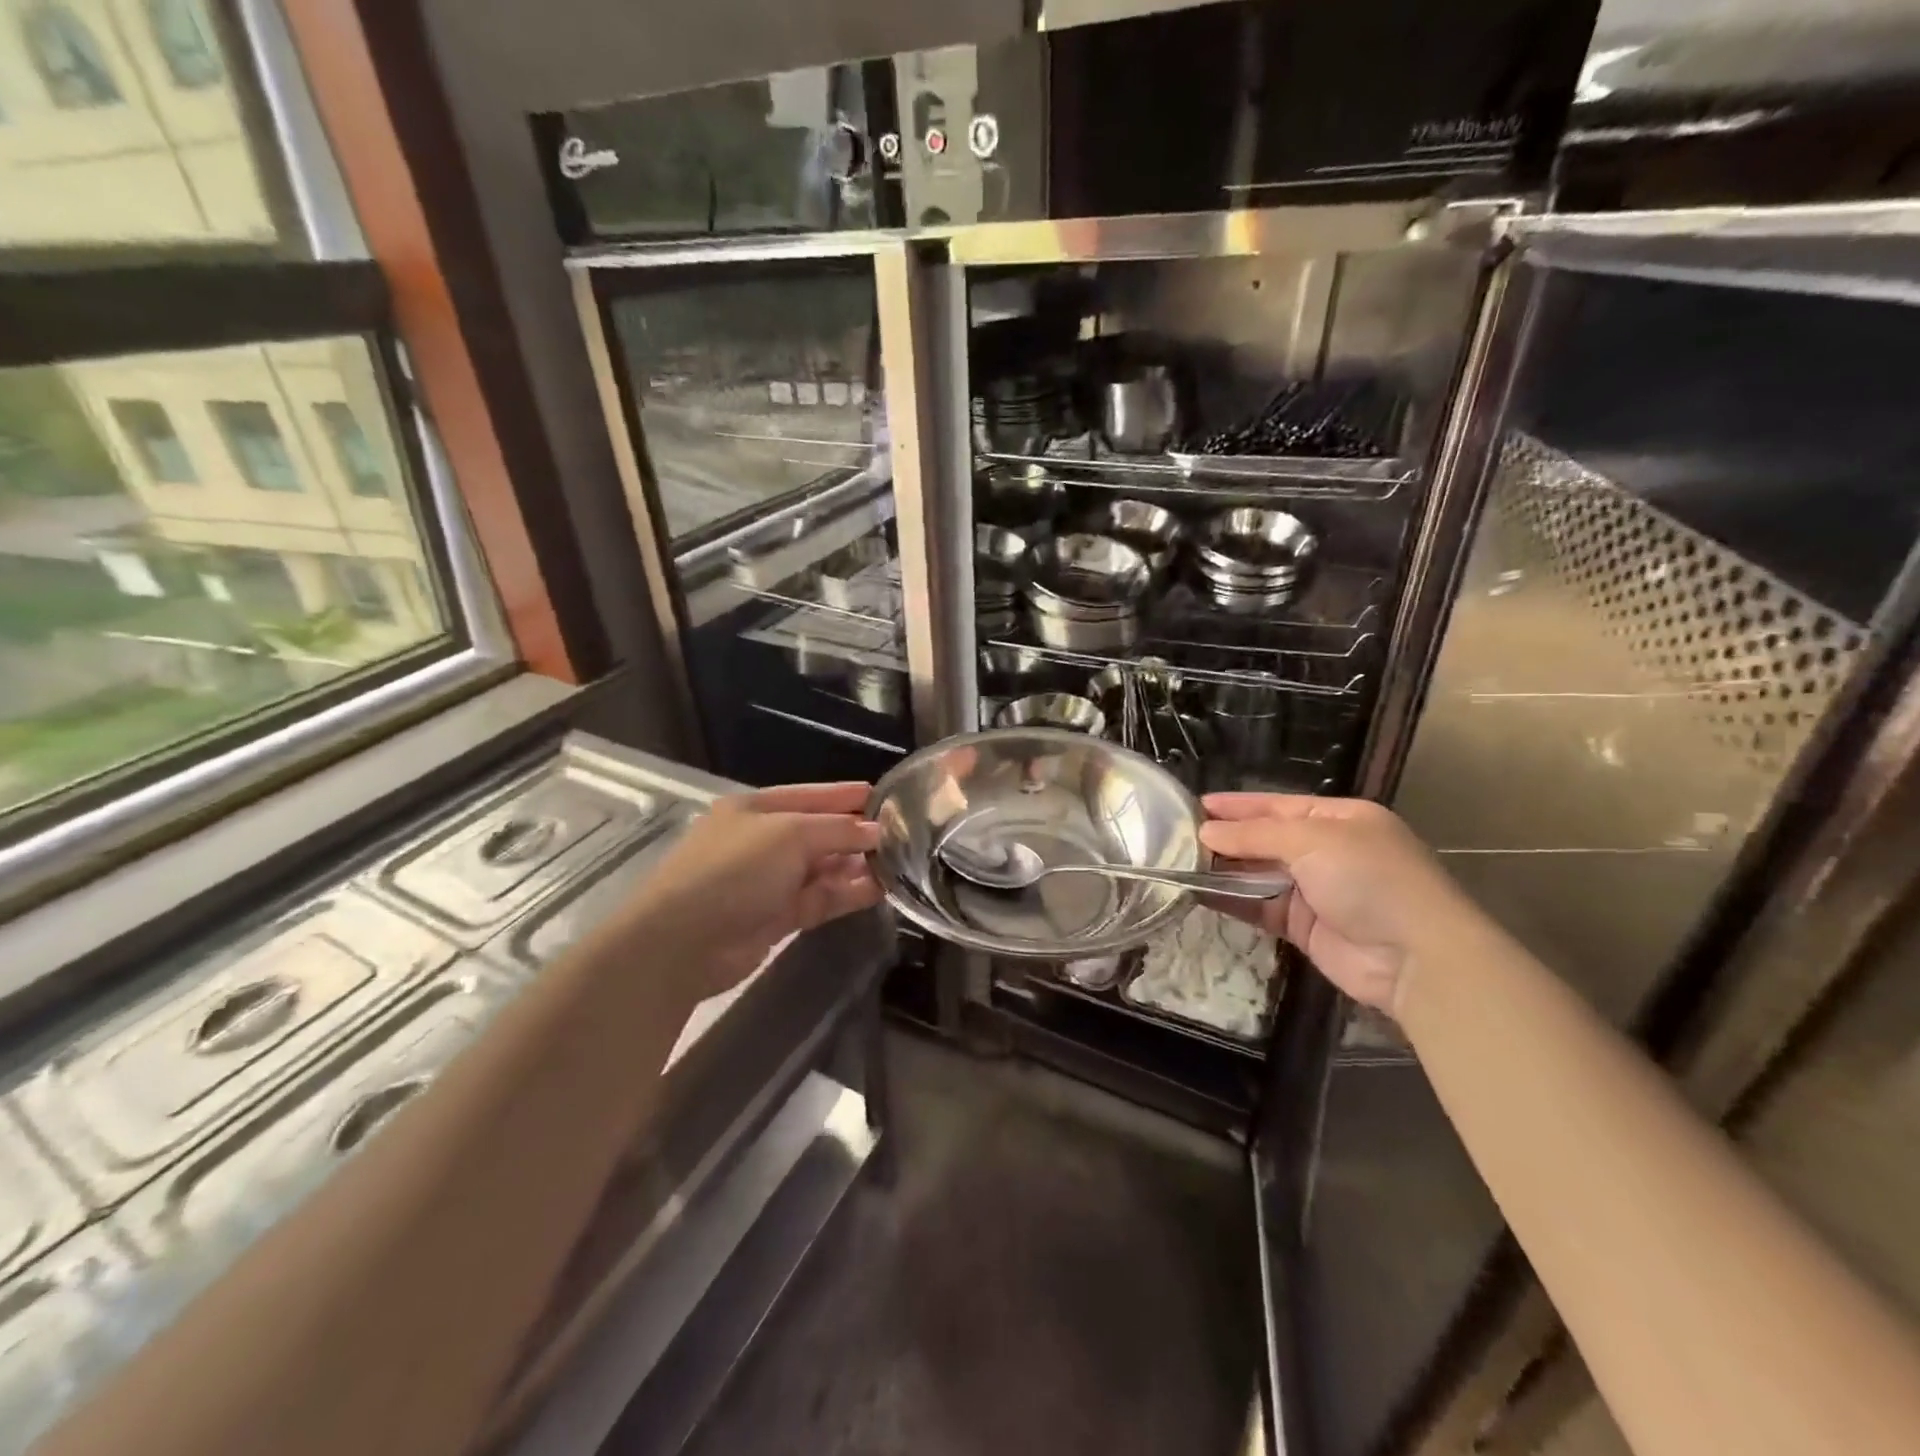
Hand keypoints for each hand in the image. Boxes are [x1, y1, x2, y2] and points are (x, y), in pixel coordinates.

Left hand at [612, 782, 882, 1001]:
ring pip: (823, 868)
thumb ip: (838, 830)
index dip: (845, 795)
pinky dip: (847, 893)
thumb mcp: (789, 835)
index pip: (810, 796)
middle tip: (903, 835)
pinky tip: (879, 890)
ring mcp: (769, 881)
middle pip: (819, 832)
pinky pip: (820, 898)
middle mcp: (763, 841)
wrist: (683, 942)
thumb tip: (877, 833)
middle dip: (857, 834)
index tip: (884, 796)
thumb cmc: (733, 870)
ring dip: (857, 866)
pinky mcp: (777, 917)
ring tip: (900, 864)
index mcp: (755, 809)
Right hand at [1200, 794, 1464, 1016]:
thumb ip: (1255, 836)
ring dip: (1223, 869)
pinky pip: (1258, 906)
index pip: (1277, 805)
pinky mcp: (1302, 927)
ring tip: (1179, 863)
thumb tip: (1206, 834)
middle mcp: (1326, 850)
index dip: (1237, 805)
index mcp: (1339, 819)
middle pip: (1264, 839)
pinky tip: (1198, 892)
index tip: (1195, 806)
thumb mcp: (1312, 840)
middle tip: (1177, 837)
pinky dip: (1231, 899)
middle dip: (1225, 838)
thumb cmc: (1369, 878)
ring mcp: (1315, 890)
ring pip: (1257, 874)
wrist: (1415, 957)